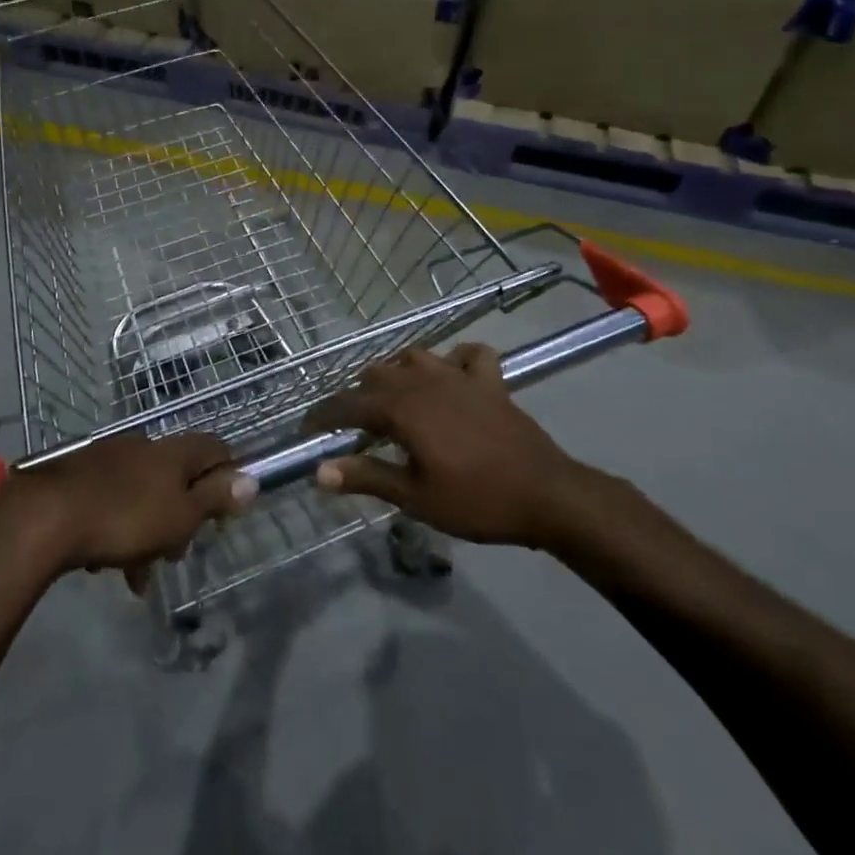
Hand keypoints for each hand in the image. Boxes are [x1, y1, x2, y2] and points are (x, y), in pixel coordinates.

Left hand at [0, 430, 256, 588]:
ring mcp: (108, 458)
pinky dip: (115, 528)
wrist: (44, 517)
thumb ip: (216, 498)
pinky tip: (102, 562)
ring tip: (136, 574)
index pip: (214, 449)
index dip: (226, 476)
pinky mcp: (78, 475)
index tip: (225, 510)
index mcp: (173, 452)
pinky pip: (110, 501)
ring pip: (142, 494)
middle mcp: (143, 446)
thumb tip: (252, 480)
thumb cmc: (125, 518)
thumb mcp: (180, 516)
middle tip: (176, 554)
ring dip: (147, 531)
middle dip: (181, 516)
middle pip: (176, 477)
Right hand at [307, 345, 599, 550]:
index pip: (349, 404)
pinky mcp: (489, 381)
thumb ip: (366, 477)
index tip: (308, 431)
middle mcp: (425, 381)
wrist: (546, 494)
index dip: (324, 416)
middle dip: (358, 397)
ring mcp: (459, 376)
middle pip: (377, 375)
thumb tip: (319, 472)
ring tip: (393, 401)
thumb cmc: (476, 500)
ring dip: (397, 375)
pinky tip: (450, 376)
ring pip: (414, 358)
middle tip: (353, 428)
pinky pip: (467, 354)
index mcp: (403, 408)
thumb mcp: (415, 497)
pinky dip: (453, 360)